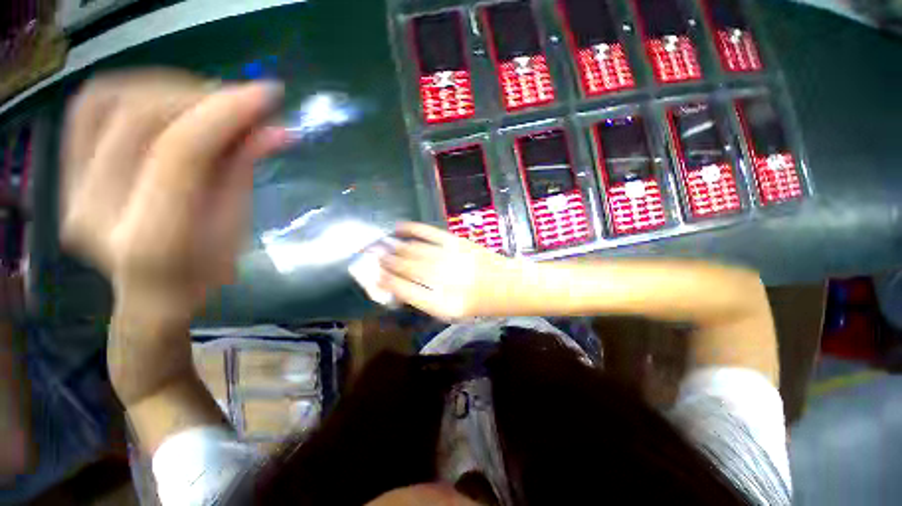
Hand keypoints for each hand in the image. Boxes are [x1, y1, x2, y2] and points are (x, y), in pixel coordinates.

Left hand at [60, 70, 286, 319]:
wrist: (151, 293)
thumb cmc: (205, 269)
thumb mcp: (238, 223)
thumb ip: (246, 169)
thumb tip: (278, 130)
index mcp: (153, 237)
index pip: (182, 152)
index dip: (226, 113)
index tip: (266, 95)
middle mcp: (99, 210)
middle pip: (140, 118)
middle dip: (199, 96)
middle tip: (239, 101)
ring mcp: (71, 189)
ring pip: (106, 102)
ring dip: (164, 88)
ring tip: (204, 100)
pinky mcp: (65, 173)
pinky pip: (88, 109)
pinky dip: (131, 91)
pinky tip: (165, 102)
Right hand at [378, 222, 527, 319]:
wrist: (509, 286)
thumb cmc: (480, 304)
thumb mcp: (452, 312)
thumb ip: (425, 300)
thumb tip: (399, 286)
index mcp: (442, 304)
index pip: (404, 290)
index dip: (386, 282)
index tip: (375, 276)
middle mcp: (444, 280)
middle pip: (407, 267)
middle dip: (387, 262)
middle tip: (375, 257)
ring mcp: (451, 258)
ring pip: (414, 250)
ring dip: (395, 247)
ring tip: (383, 246)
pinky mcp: (458, 242)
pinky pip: (430, 232)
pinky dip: (412, 229)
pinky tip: (399, 228)